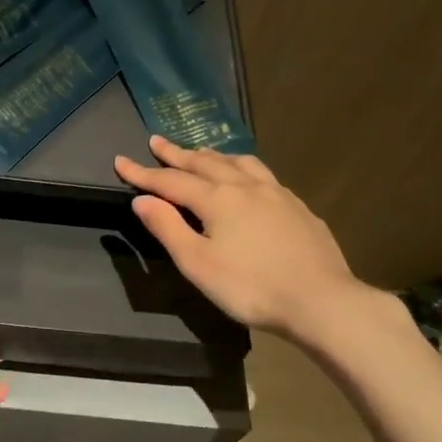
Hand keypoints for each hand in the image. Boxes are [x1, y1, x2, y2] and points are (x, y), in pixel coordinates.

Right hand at [114, 136, 390, 348]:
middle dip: (177, 153)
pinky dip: (242, 168)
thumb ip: (168, 228)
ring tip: (200, 152)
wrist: (321, 300)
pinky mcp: (298, 207)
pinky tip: (247, 179)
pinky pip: (262, 174)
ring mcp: (277, 194)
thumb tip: (143, 200)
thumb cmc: (250, 287)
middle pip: (204, 163)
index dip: (143, 173)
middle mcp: (246, 186)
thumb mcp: (198, 263)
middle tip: (156, 141)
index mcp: (218, 199)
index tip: (120, 161)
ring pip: (238, 163)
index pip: (171, 181)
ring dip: (213, 155)